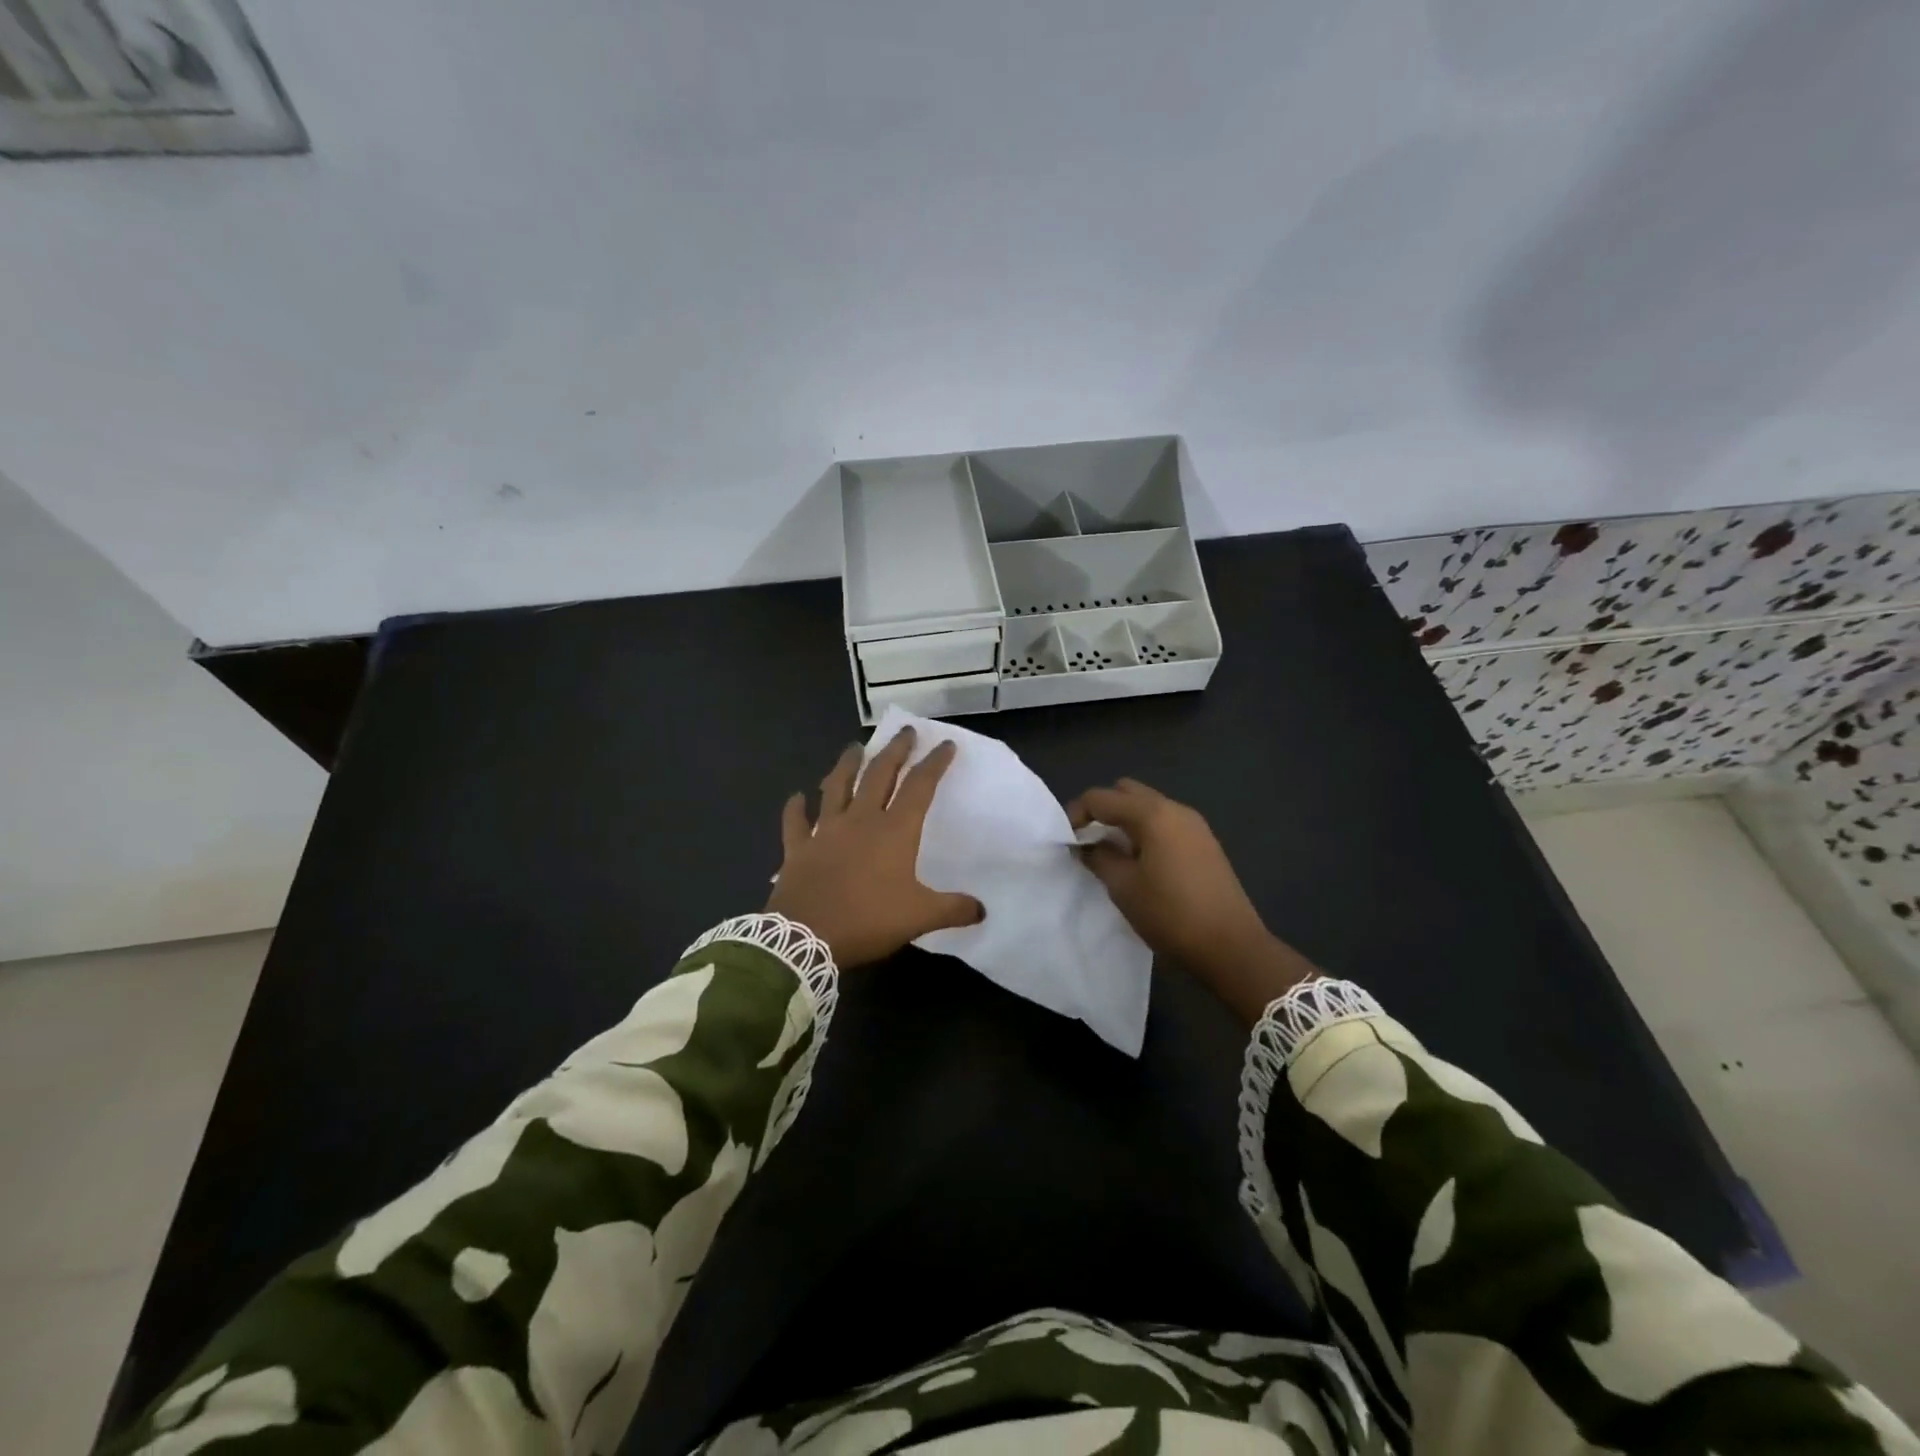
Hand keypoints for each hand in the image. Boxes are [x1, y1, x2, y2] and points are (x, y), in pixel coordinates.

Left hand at [768, 729, 984, 967]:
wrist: (805, 938)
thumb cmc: (867, 920)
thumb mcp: (919, 917)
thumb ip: (953, 909)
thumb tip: (982, 910)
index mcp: (894, 831)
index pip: (920, 787)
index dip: (934, 763)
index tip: (945, 744)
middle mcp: (860, 820)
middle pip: (879, 775)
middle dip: (895, 751)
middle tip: (905, 731)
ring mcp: (826, 831)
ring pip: (837, 787)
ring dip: (846, 765)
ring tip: (854, 748)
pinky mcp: (798, 848)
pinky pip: (796, 822)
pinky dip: (796, 808)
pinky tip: (796, 796)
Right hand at [1065, 778, 1317, 1022]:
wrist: (1231, 947)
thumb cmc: (1170, 914)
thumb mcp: (1123, 887)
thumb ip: (1099, 857)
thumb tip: (1085, 844)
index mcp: (1152, 814)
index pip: (1102, 798)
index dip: (1077, 813)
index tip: (1066, 841)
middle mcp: (1175, 809)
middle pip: (1128, 793)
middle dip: (1103, 810)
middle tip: (1089, 841)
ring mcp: (1195, 825)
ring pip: (1149, 807)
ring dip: (1125, 822)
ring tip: (1112, 854)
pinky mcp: (1206, 843)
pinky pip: (1166, 823)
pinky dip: (1146, 832)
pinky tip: (1141, 863)